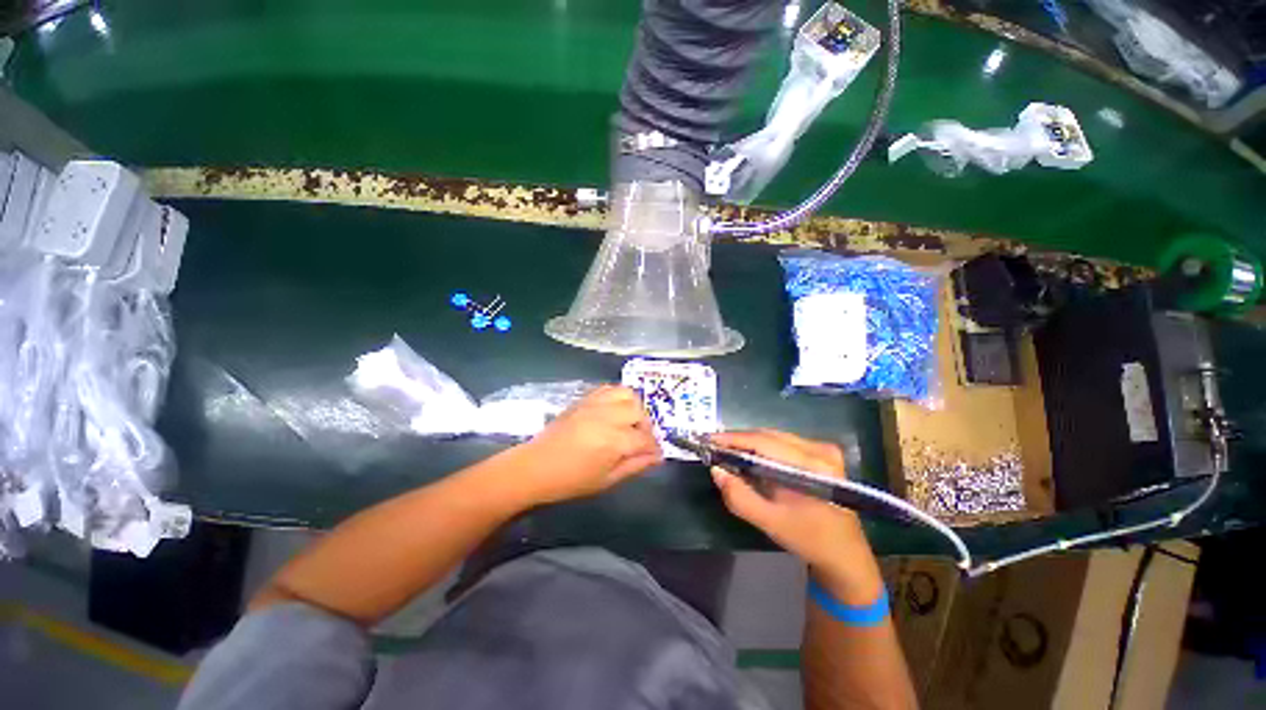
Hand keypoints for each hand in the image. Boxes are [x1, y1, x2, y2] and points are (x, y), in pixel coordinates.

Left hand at [521, 386, 662, 503]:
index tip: (654, 455)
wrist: (536, 467)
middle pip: (639, 412)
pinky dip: (618, 397)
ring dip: (634, 407)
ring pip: (627, 394)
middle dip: (646, 427)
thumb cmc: (572, 480)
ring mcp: (595, 404)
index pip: (645, 439)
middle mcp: (608, 416)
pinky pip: (609, 388)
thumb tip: (656, 456)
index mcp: (614, 441)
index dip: (654, 448)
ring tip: (629, 422)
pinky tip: (614, 410)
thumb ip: (635, 465)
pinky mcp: (585, 399)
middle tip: (640, 440)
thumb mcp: (607, 480)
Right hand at [709, 430, 883, 604]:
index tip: (708, 440)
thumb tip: (716, 470)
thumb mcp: (769, 521)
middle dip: (739, 440)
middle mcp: (820, 450)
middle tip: (714, 447)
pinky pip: (783, 442)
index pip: (764, 442)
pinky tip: (750, 457)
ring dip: (749, 443)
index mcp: (812, 467)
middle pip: (769, 435)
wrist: (845, 553)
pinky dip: (763, 447)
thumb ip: (739, 496)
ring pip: (775, 436)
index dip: (734, 439)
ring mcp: (824, 448)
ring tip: (727, 451)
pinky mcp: (822, 452)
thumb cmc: (809, 539)